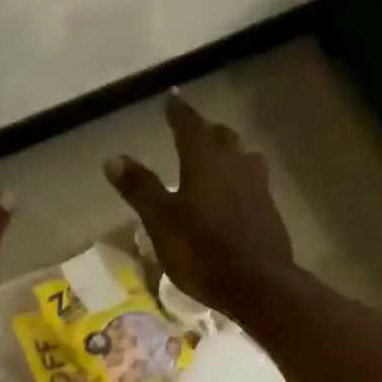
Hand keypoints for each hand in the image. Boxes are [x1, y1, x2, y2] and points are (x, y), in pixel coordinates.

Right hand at [103, 94, 297, 318]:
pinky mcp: (268, 210)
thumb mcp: (160, 222)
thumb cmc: (201, 252)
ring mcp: (257, 186)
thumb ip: (139, 188)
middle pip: (221, 137)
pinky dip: (239, 179)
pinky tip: (234, 195)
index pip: (189, 126)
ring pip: (242, 157)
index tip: (171, 98)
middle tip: (192, 130)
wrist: (257, 283)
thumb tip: (113, 157)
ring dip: (227, 153)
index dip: (178, 111)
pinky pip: (252, 182)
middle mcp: (235, 164)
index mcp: (205, 162)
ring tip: (216, 160)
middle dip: (205, 130)